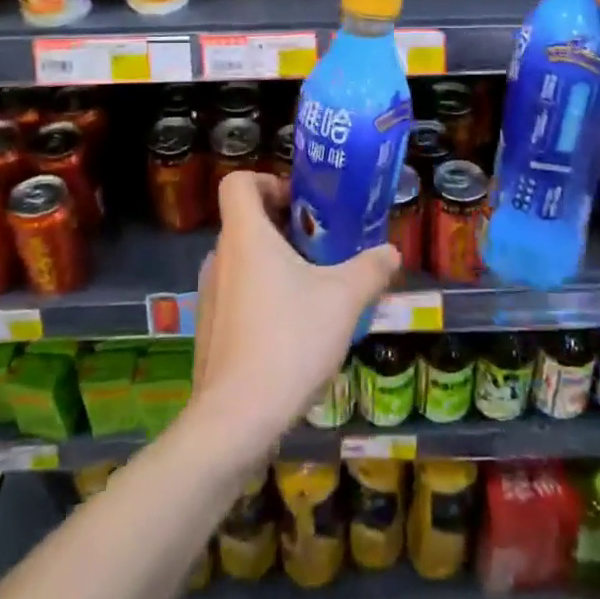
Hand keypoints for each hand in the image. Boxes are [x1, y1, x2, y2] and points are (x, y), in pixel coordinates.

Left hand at [187, 172, 400, 465]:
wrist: (236, 418)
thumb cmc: (289, 340)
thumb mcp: (343, 300)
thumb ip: (370, 269)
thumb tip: (391, 252)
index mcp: (245, 236)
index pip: (237, 183)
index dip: (266, 181)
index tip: (298, 202)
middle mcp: (219, 257)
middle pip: (245, 222)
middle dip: (284, 227)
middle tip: (322, 246)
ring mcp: (209, 295)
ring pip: (242, 261)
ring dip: (274, 264)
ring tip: (314, 290)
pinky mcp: (209, 329)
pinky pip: (236, 294)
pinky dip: (262, 296)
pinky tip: (292, 330)